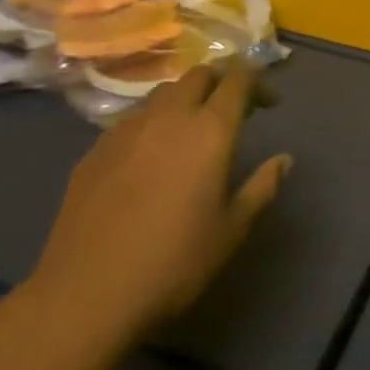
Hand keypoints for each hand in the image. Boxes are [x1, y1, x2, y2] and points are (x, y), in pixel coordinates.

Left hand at [22, 64, 289, 347]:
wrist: (86, 294)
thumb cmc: (174, 263)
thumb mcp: (232, 230)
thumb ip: (262, 187)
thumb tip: (284, 159)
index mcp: (209, 131)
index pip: (237, 81)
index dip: (258, 82)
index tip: (269, 102)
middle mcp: (169, 117)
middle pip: (199, 75)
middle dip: (220, 81)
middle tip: (232, 108)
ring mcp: (127, 130)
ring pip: (163, 94)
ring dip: (185, 100)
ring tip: (191, 131)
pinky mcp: (96, 149)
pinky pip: (133, 121)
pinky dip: (153, 125)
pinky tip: (151, 158)